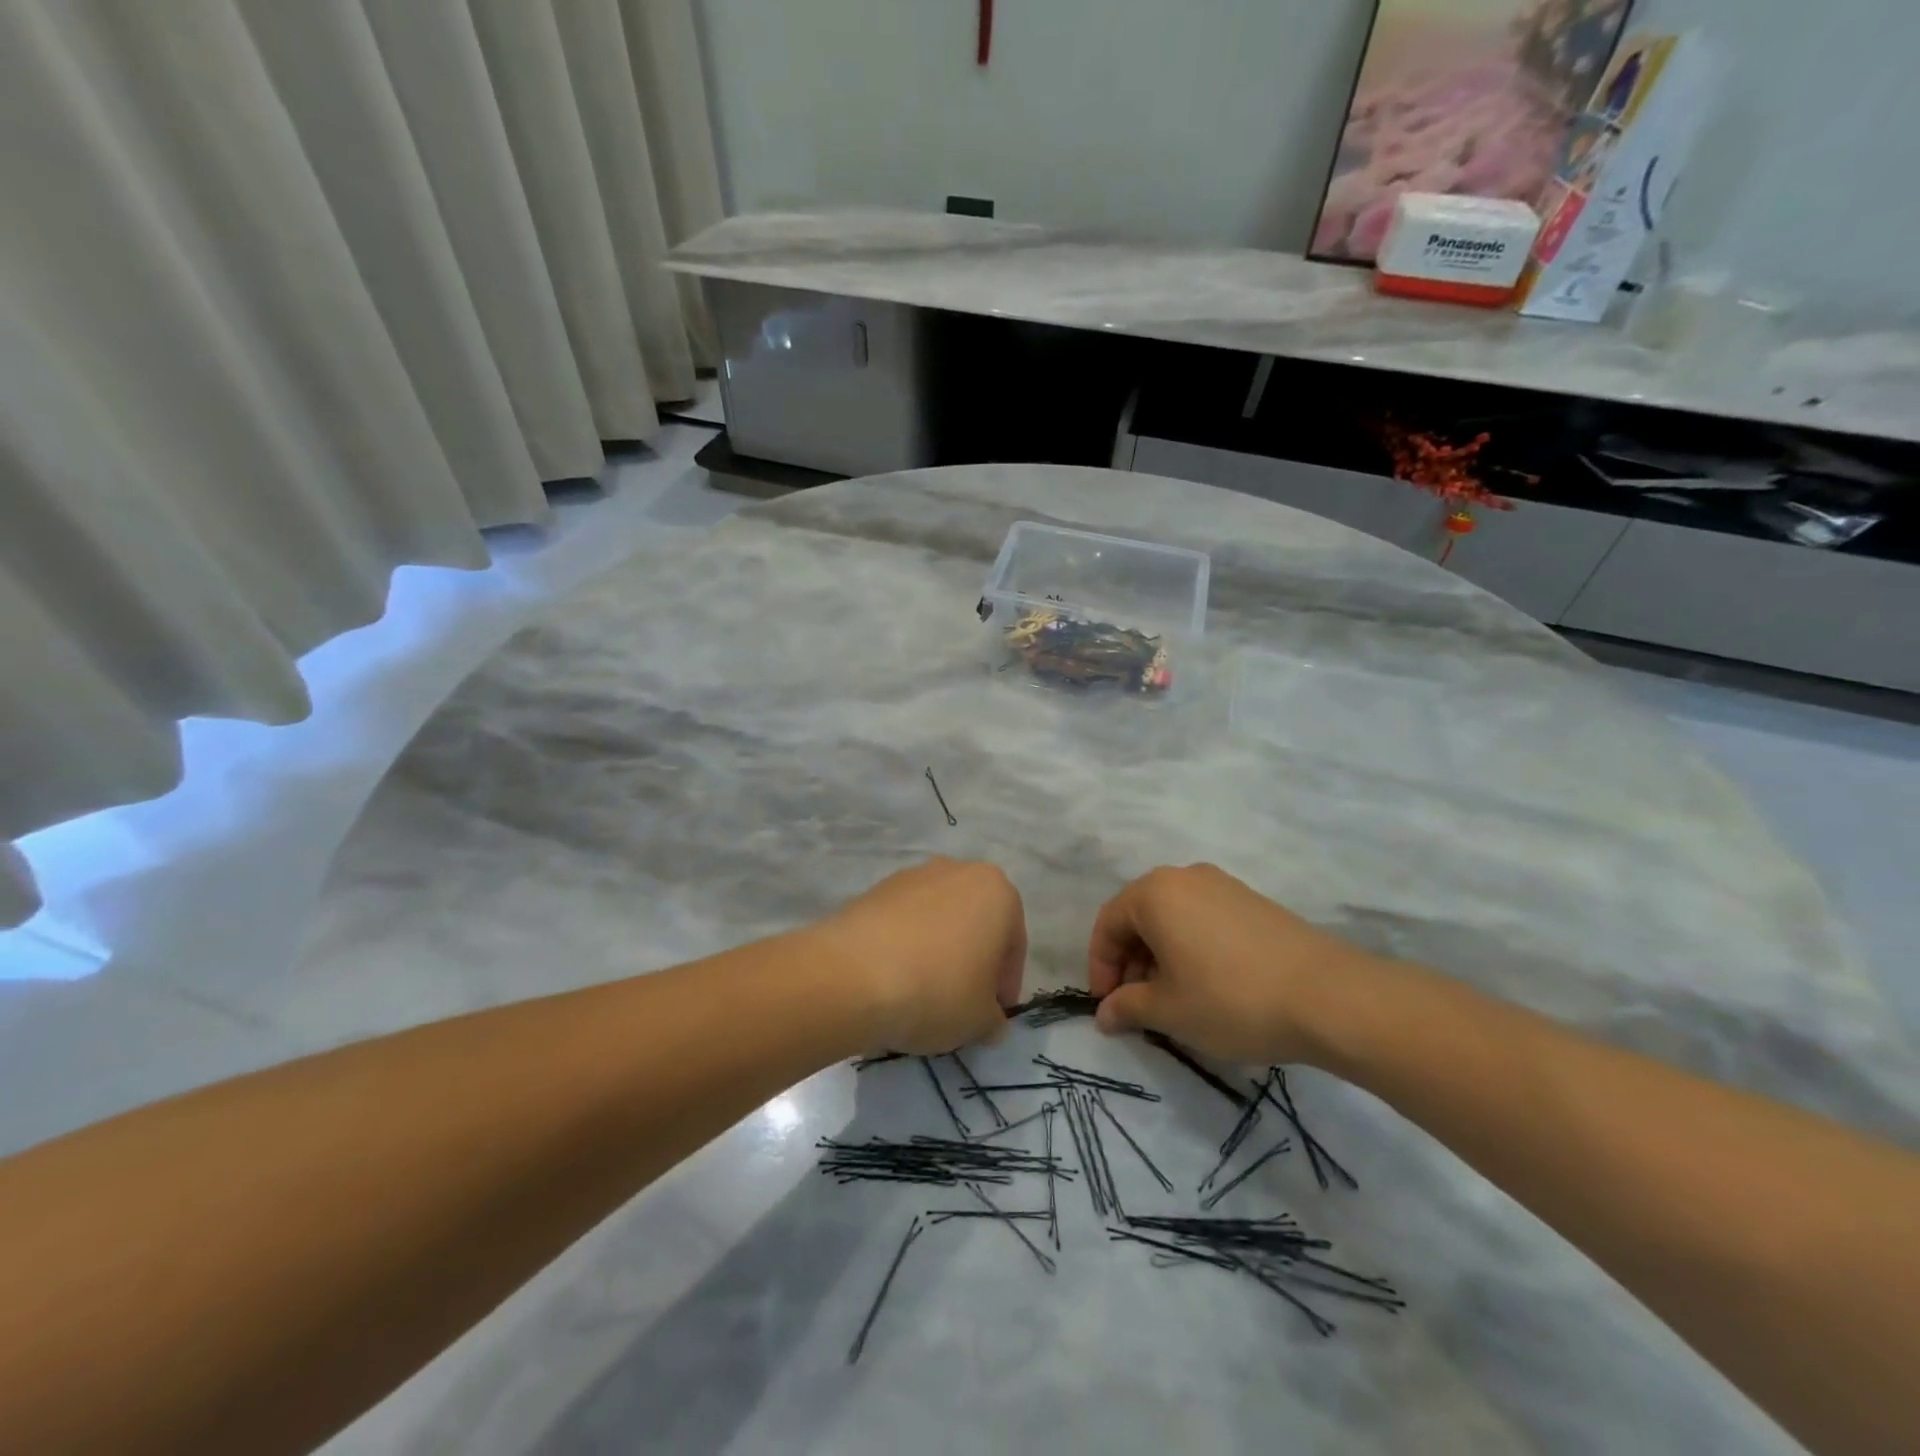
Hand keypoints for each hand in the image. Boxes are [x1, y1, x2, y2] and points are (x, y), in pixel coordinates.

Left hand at [817, 858, 1025, 1054]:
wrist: (853, 975)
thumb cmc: (937, 991)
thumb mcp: (981, 1021)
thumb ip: (993, 1019)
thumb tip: (989, 1022)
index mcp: (996, 891)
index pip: (1013, 944)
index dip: (1005, 985)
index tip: (990, 1016)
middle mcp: (957, 871)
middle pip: (975, 924)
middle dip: (972, 961)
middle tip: (961, 1003)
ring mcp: (912, 876)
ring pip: (937, 920)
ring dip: (937, 952)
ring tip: (921, 994)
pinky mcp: (874, 890)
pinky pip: (902, 923)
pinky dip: (904, 947)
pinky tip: (893, 981)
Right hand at [1087, 864, 1381, 1064]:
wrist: (1329, 996)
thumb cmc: (1230, 999)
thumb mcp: (1169, 1011)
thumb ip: (1127, 1008)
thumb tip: (1104, 1014)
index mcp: (1154, 893)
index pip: (1108, 924)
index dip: (1100, 967)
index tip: (1107, 1006)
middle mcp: (1185, 877)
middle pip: (1139, 917)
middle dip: (1130, 962)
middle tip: (1137, 1005)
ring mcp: (1223, 886)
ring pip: (1173, 918)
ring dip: (1160, 957)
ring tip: (1173, 1000)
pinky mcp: (1253, 902)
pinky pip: (1203, 920)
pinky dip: (1191, 948)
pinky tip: (1208, 985)